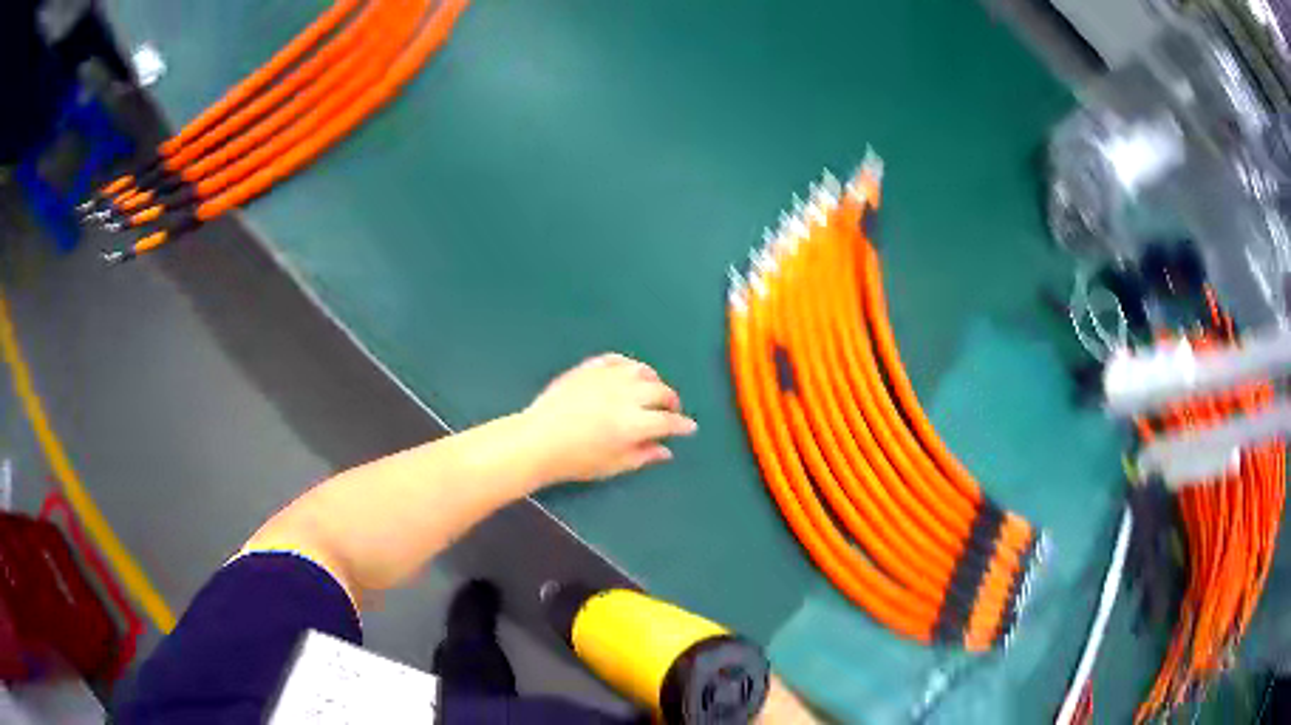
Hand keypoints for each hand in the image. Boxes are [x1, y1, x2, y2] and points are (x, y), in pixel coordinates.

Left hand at [522, 353, 697, 483]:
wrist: (537, 440)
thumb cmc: (575, 460)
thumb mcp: (613, 465)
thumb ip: (643, 456)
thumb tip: (665, 450)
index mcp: (633, 423)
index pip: (668, 420)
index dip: (682, 425)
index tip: (689, 428)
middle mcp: (625, 395)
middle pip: (660, 391)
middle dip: (671, 401)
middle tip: (671, 410)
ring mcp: (606, 378)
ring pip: (641, 370)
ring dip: (653, 380)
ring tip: (652, 390)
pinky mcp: (588, 368)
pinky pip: (616, 359)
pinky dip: (628, 366)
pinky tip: (628, 374)